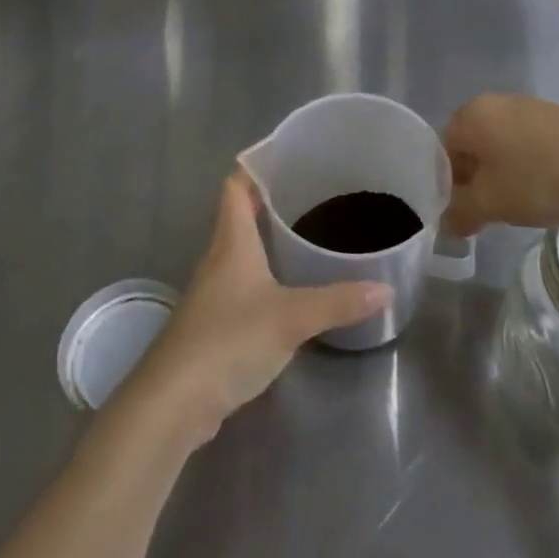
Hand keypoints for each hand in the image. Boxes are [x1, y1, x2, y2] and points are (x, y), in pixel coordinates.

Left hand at [123, 172, 390, 447]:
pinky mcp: (215, 325)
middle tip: (312, 193)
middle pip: (240, 216)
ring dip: (267, 240)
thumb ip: (338, 302)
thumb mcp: (291, 318)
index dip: (255, 166)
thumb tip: (385, 289)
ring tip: (307, 234)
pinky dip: (265, 277)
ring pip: (242, 252)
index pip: (236, 187)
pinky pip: (243, 285)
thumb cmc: (229, 340)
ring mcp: (213, 294)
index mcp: (232, 242)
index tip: (286, 155)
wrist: (173, 402)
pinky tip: (290, 288)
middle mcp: (219, 259)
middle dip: (270, 201)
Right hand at [442, 94, 558, 234]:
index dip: (448, 186)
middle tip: (489, 213)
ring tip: (520, 206)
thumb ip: (458, 213)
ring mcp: (531, 108)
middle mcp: (497, 102)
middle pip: (471, 147)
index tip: (464, 214)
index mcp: (472, 113)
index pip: (442, 151)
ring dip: (502, 177)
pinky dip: (528, 168)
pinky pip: (528, 145)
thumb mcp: (490, 204)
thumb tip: (446, 222)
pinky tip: (546, 192)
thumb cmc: (540, 181)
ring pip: (501, 147)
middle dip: (475, 181)